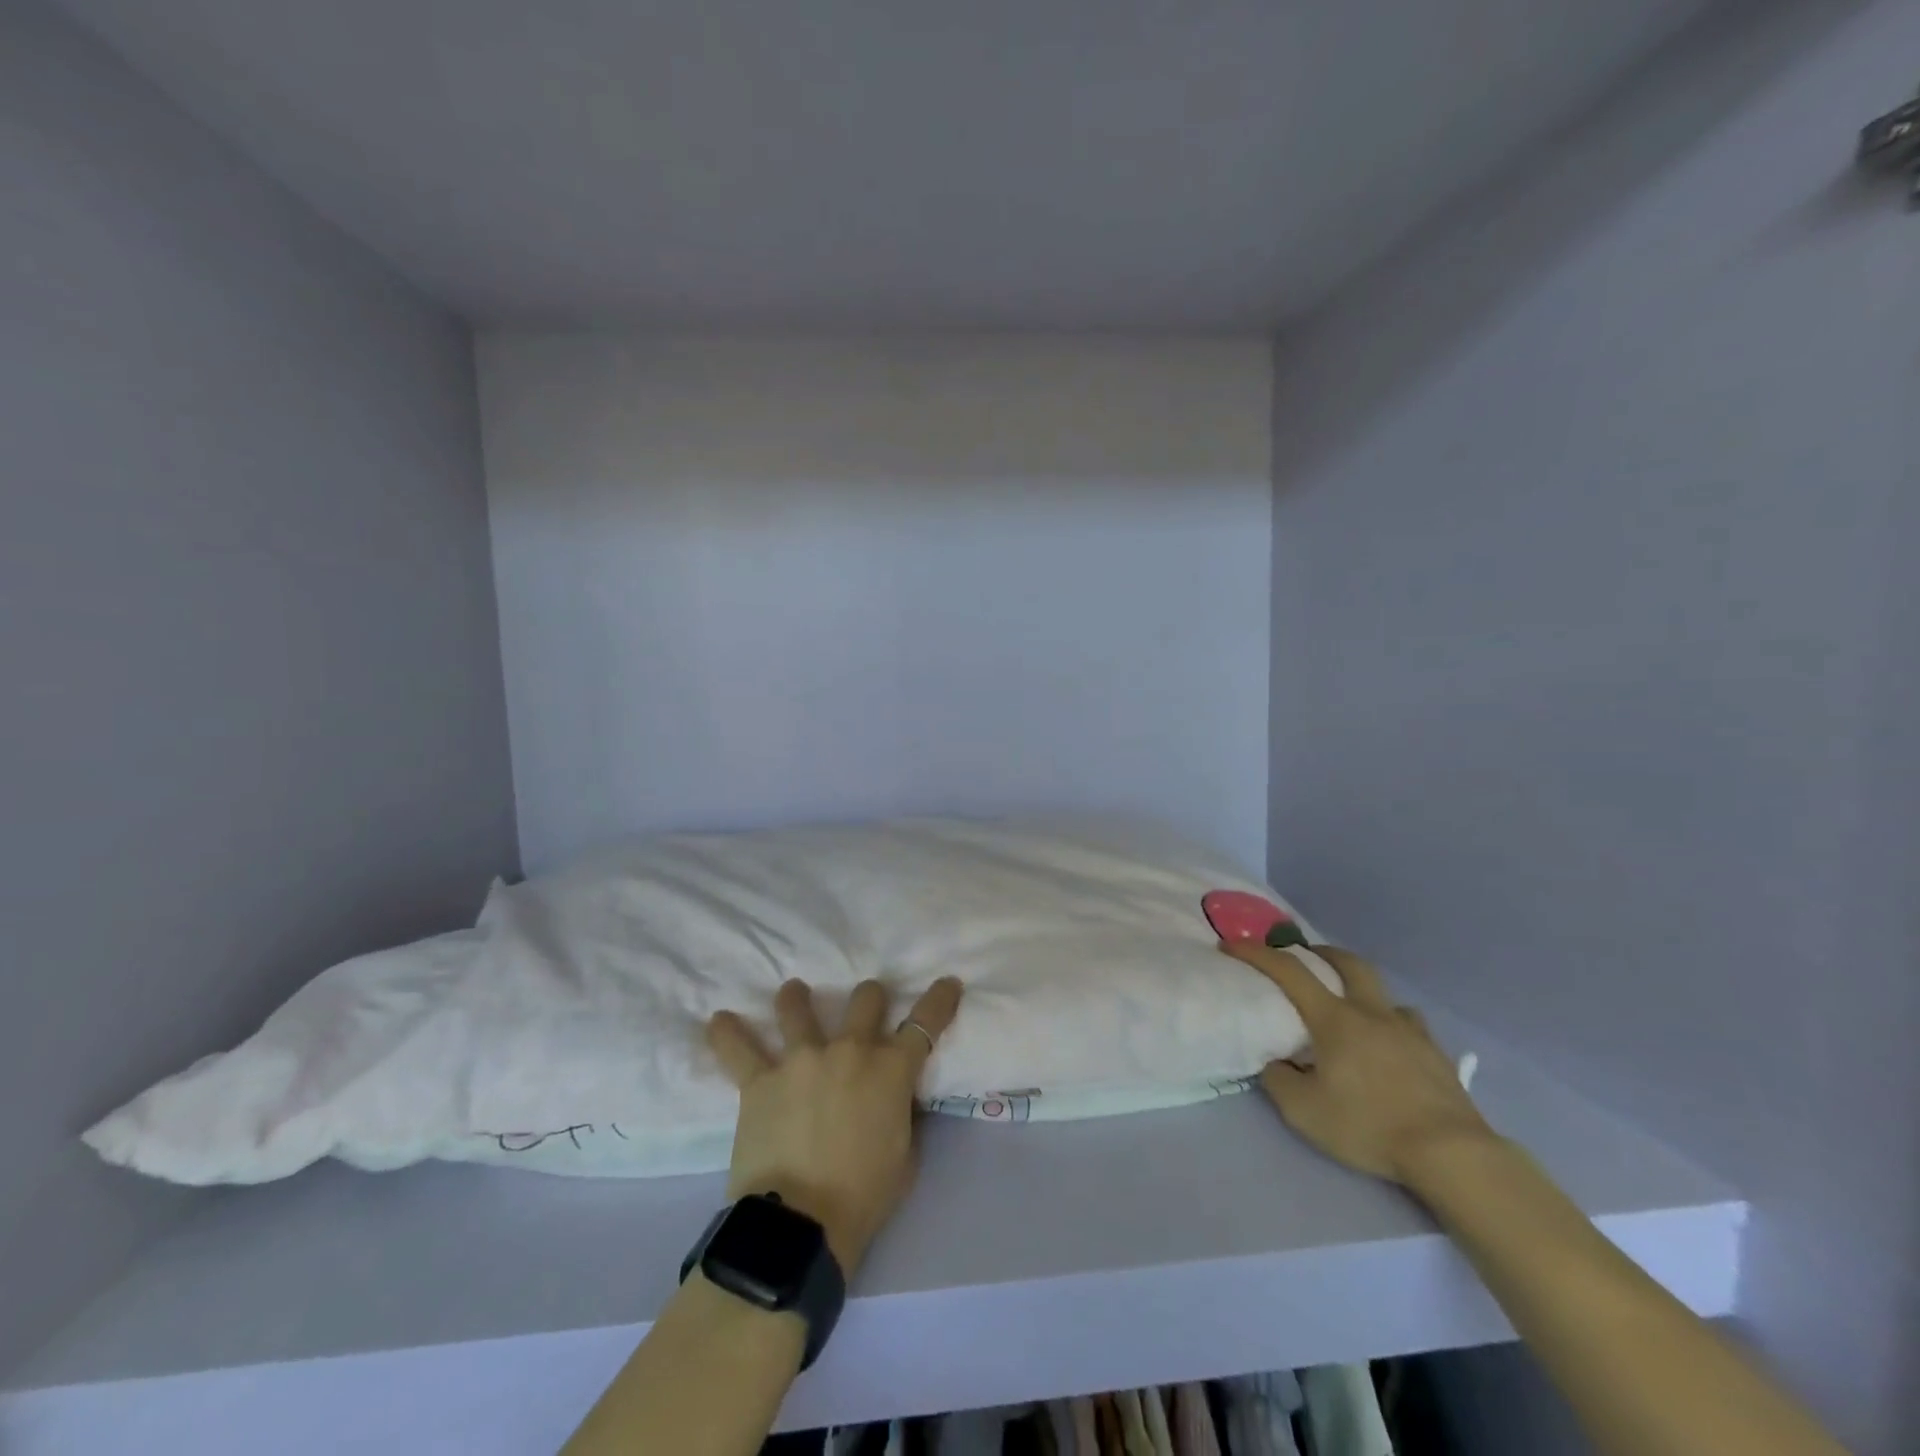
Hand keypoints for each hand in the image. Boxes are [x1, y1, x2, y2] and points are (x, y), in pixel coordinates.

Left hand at [706, 977, 963, 1274]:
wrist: (801, 1225)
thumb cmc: (864, 1196)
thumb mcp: (905, 1155)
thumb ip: (902, 1114)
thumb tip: (894, 1098)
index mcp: (891, 1069)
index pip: (925, 1023)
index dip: (939, 1000)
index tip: (948, 982)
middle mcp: (849, 1050)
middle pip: (865, 999)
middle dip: (870, 997)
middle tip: (867, 1004)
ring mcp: (801, 1060)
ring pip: (799, 1008)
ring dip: (797, 998)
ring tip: (794, 992)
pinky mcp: (760, 1080)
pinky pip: (738, 1049)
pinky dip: (727, 1034)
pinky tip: (718, 1020)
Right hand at [1222, 941, 1492, 1183]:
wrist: (1450, 1152)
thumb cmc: (1369, 1126)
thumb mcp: (1303, 1111)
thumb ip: (1278, 1080)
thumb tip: (1274, 1063)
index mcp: (1334, 1019)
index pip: (1289, 972)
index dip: (1256, 954)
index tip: (1231, 945)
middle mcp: (1371, 1013)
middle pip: (1348, 963)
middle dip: (1322, 952)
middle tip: (1306, 958)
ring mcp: (1409, 1031)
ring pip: (1384, 994)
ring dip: (1362, 989)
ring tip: (1353, 1009)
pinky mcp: (1437, 1055)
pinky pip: (1410, 1024)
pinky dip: (1393, 1023)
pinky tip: (1391, 1044)